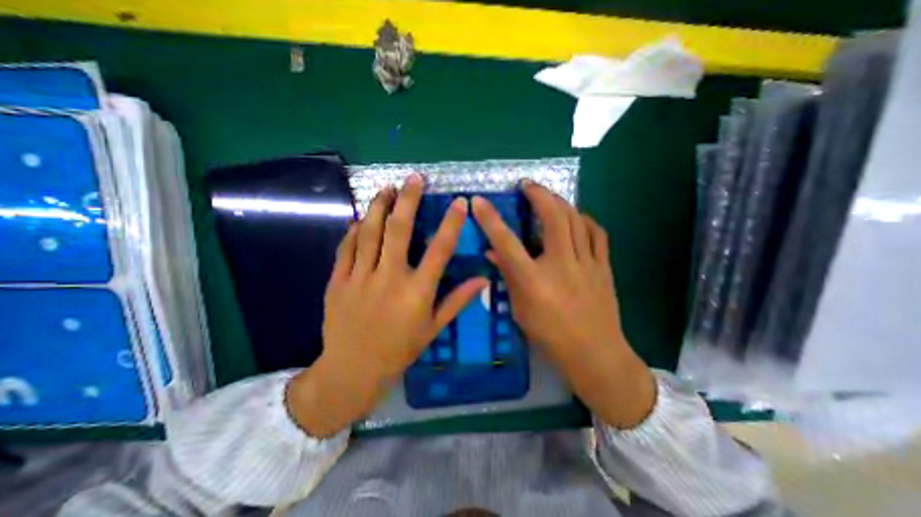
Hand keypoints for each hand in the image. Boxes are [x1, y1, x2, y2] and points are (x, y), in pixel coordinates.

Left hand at [286, 173, 487, 436]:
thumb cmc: (399, 350)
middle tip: (414, 178)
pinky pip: (346, 247)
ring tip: (386, 188)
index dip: (452, 223)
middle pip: (399, 230)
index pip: (440, 249)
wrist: (353, 369)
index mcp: (417, 291)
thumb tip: (483, 280)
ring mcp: (360, 277)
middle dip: (408, 200)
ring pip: (369, 232)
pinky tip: (360, 218)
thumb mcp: (433, 328)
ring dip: (379, 206)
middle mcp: (390, 277)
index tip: (459, 202)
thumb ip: (458, 300)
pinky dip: (354, 230)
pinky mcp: (338, 280)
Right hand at [470, 181, 657, 427]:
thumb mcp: (520, 308)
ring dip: (560, 202)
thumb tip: (493, 252)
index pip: (506, 242)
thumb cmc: (550, 335)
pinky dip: (584, 219)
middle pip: (552, 218)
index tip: (478, 201)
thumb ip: (507, 276)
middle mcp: (561, 265)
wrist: (595, 354)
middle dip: (538, 194)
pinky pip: (596, 233)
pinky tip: (576, 218)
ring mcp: (587, 264)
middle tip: (527, 184)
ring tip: (548, 196)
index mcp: (534, 280)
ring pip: (576, 219)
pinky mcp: (603, 266)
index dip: (490, 219)